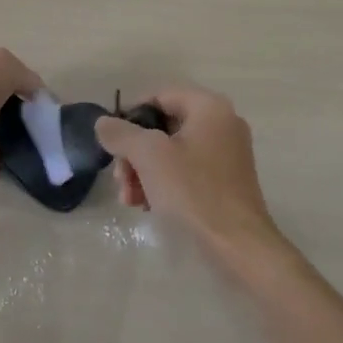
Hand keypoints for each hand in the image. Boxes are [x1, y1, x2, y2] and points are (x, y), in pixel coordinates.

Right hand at [95, 86, 288, 264]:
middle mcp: (222, 123)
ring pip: (172, 151)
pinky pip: (187, 170)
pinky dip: (164, 183)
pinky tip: (147, 206)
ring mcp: (227, 154)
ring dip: (144, 171)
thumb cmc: (193, 191)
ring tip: (130, 199)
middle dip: (135, 153)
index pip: (159, 96)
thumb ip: (122, 133)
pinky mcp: (226, 181)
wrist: (238, 246)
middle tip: (120, 179)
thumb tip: (103, 122)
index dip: (130, 116)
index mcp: (209, 108)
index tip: (112, 143)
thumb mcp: (149, 156)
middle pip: (163, 126)